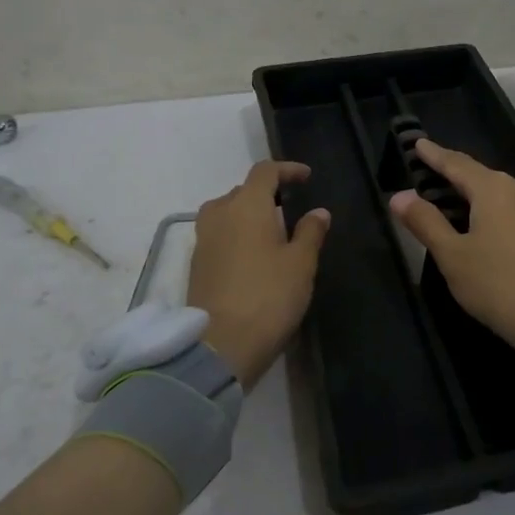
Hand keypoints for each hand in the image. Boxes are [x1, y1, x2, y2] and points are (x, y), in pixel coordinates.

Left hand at [187, 161, 330, 385]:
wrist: (221, 345)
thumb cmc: (269, 296)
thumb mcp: (301, 264)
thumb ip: (310, 233)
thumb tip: (318, 212)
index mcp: (246, 206)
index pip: (265, 171)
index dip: (287, 169)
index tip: (306, 177)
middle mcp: (219, 214)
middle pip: (242, 191)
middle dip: (266, 194)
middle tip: (290, 209)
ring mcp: (203, 240)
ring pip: (226, 213)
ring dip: (247, 215)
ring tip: (271, 232)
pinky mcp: (196, 265)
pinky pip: (218, 235)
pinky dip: (236, 235)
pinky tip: (253, 256)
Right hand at [389, 139, 514, 366]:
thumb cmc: (498, 285)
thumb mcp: (452, 255)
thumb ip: (425, 222)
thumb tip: (400, 196)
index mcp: (494, 189)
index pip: (456, 164)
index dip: (434, 155)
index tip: (417, 144)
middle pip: (479, 177)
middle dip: (452, 176)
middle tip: (427, 175)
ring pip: (498, 196)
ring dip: (472, 197)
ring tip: (449, 204)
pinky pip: (512, 212)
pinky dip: (491, 213)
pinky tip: (481, 229)